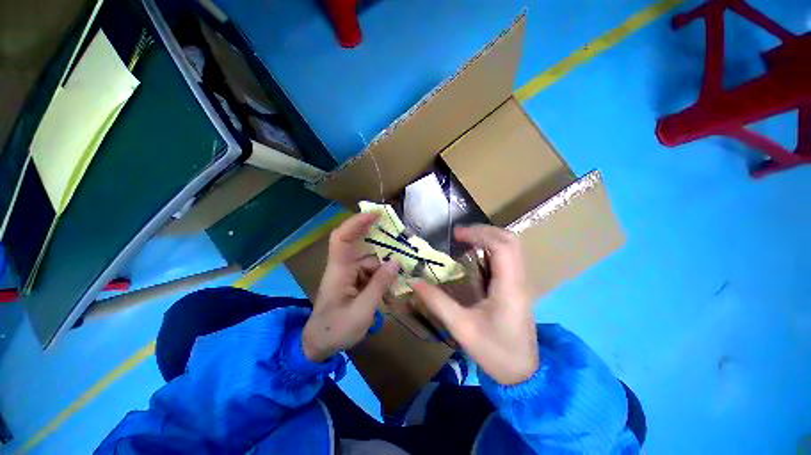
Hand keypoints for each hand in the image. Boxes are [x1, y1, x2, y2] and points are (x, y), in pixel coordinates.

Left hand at [303, 213, 399, 362]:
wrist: (318, 347)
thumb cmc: (335, 330)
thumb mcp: (362, 311)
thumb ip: (379, 285)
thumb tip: (397, 262)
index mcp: (338, 271)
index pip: (342, 238)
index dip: (357, 223)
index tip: (376, 214)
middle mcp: (343, 268)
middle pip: (365, 251)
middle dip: (383, 250)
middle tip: (402, 252)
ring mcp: (349, 275)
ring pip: (372, 264)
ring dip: (385, 275)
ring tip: (394, 293)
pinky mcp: (354, 283)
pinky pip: (372, 275)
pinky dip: (382, 283)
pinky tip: (388, 297)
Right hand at [412, 225, 538, 384]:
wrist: (524, 373)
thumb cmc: (495, 352)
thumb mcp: (462, 328)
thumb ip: (437, 302)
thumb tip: (414, 282)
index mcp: (510, 286)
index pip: (502, 246)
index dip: (479, 234)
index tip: (456, 235)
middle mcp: (520, 279)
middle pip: (510, 240)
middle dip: (484, 231)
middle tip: (460, 235)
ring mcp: (521, 282)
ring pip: (511, 247)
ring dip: (489, 238)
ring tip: (465, 241)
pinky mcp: (518, 286)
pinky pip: (508, 257)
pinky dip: (492, 249)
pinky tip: (475, 256)